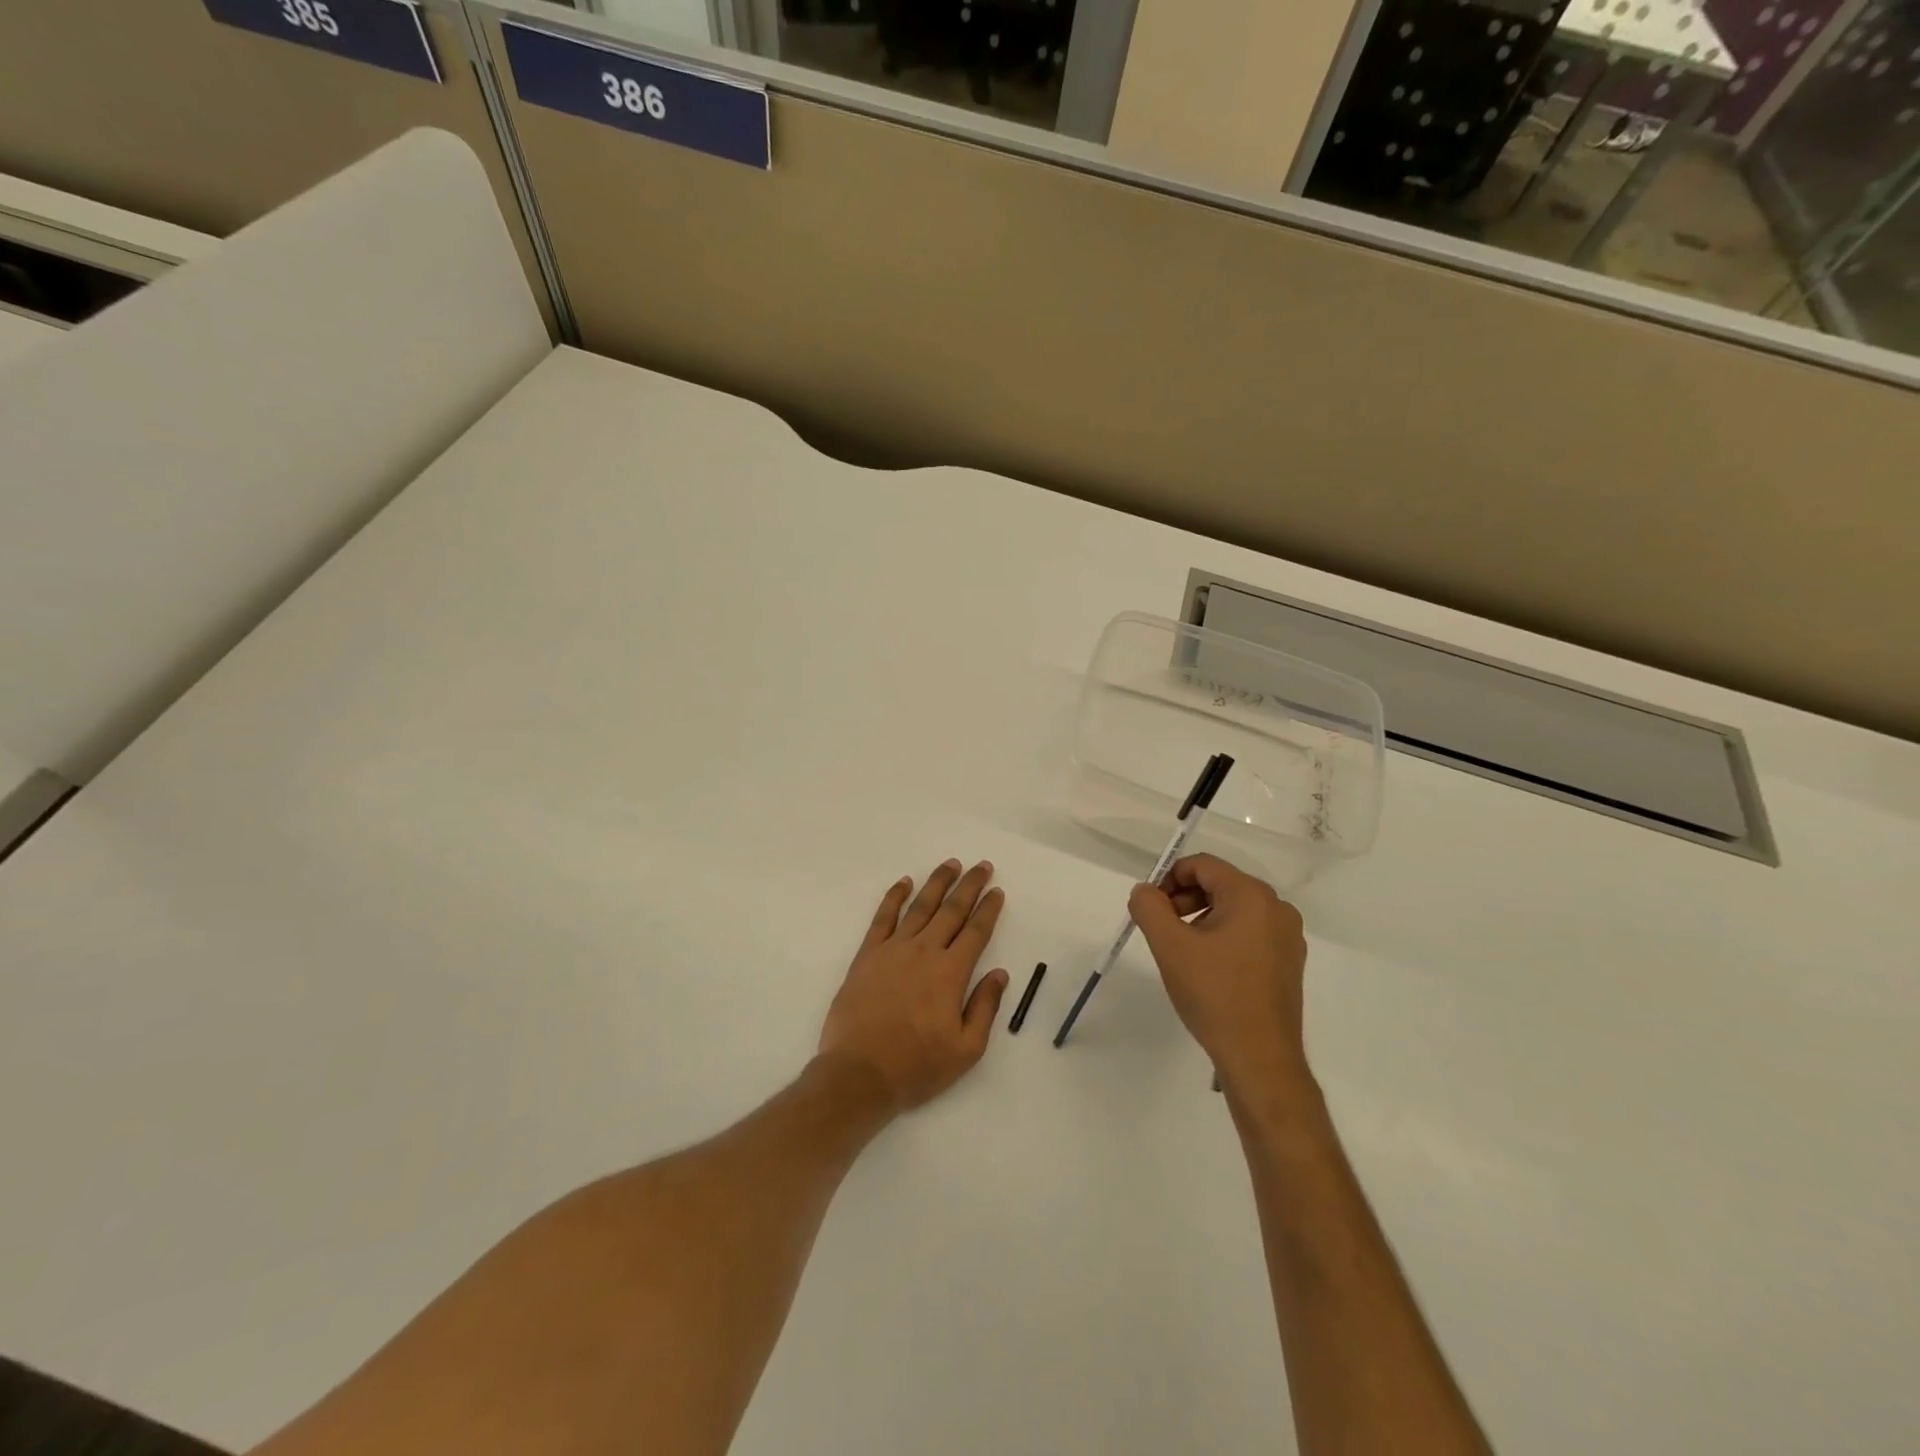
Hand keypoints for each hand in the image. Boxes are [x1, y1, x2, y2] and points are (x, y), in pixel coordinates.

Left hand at [818, 859, 1010, 1112]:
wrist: (859, 1074)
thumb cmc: (916, 1067)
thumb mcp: (966, 1049)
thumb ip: (985, 1007)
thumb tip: (999, 973)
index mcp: (951, 973)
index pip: (976, 932)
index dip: (988, 910)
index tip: (997, 892)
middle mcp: (924, 952)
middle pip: (951, 910)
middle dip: (969, 886)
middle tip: (982, 866)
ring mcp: (893, 950)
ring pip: (920, 906)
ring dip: (937, 883)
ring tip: (951, 865)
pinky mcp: (867, 955)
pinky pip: (883, 917)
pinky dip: (894, 897)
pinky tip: (904, 882)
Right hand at [1127, 854, 1312, 1097]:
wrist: (1260, 1058)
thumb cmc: (1214, 994)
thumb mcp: (1170, 946)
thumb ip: (1148, 907)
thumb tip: (1144, 891)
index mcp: (1251, 896)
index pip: (1202, 865)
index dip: (1169, 879)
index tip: (1150, 908)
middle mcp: (1276, 908)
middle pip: (1219, 884)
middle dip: (1184, 899)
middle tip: (1162, 929)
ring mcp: (1287, 936)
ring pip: (1234, 909)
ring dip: (1201, 918)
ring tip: (1183, 952)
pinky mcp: (1289, 961)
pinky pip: (1250, 932)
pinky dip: (1223, 937)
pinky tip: (1208, 969)